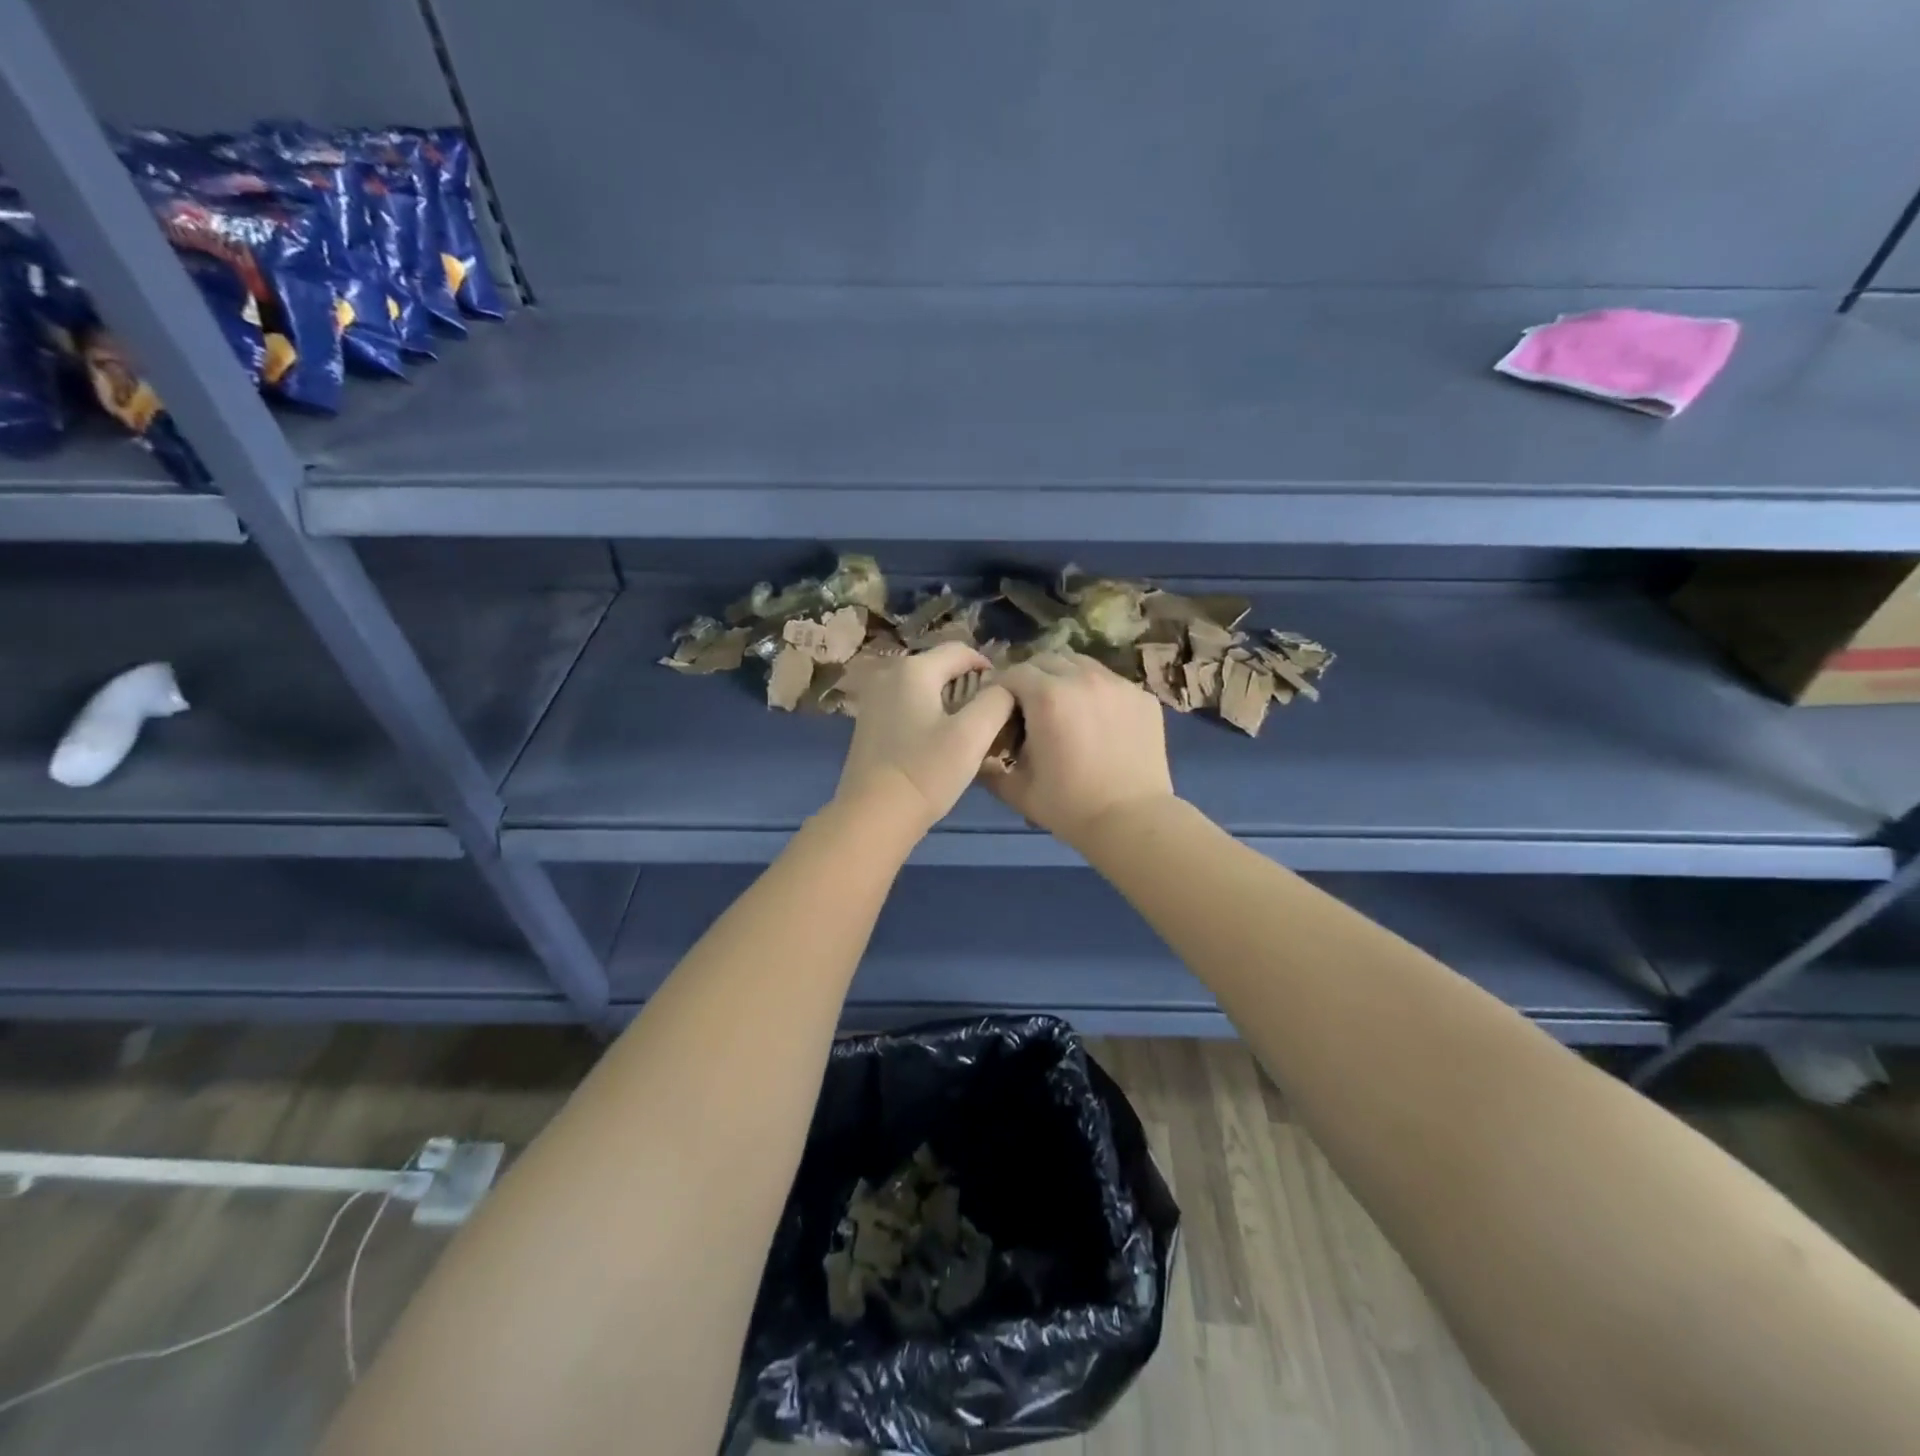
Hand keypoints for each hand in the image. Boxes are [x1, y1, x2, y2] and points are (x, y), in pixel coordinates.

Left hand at [833, 643, 1015, 835]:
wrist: (873, 817)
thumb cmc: (926, 772)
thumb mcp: (972, 735)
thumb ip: (997, 701)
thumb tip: (1005, 688)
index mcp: (913, 669)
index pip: (961, 651)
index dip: (989, 669)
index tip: (1006, 698)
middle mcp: (888, 674)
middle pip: (941, 669)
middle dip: (969, 688)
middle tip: (991, 719)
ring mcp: (874, 700)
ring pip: (925, 690)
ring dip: (950, 704)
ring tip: (969, 734)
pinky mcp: (869, 724)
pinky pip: (908, 708)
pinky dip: (928, 717)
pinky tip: (939, 746)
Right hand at [983, 651, 1175, 849]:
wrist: (1132, 822)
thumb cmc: (1069, 807)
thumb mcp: (1017, 789)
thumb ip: (990, 766)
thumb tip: (978, 755)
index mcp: (1047, 696)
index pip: (1014, 673)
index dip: (1002, 689)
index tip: (1001, 710)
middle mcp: (1082, 679)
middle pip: (1047, 660)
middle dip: (1033, 678)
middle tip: (1031, 708)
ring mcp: (1118, 685)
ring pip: (1081, 664)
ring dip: (1065, 679)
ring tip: (1065, 709)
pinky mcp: (1142, 697)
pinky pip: (1110, 682)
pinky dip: (1096, 693)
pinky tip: (1097, 721)